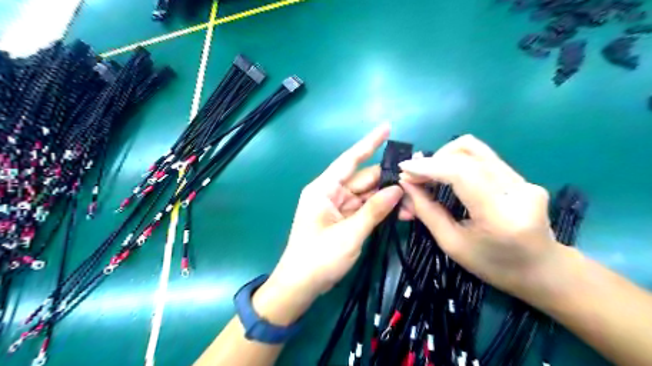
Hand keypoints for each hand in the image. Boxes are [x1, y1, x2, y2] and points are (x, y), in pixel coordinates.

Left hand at [252, 124, 406, 322]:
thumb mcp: (349, 234)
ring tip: (413, 203)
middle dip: (389, 180)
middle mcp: (331, 193)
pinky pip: (366, 209)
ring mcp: (338, 207)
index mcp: (324, 189)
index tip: (386, 127)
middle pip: (364, 179)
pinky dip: (381, 210)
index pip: (349, 160)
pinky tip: (401, 213)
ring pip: (368, 195)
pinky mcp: (344, 220)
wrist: (301, 286)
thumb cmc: (318, 258)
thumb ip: (374, 211)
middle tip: (416, 179)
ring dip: (388, 198)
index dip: (369, 143)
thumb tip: (397, 189)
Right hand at [398, 134, 560, 299]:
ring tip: (428, 174)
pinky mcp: (522, 176)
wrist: (543, 270)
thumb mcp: (453, 244)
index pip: (462, 174)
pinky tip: (446, 175)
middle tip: (413, 176)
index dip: (429, 166)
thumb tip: (406, 185)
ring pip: (475, 149)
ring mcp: (524, 180)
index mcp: (500, 215)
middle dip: (433, 161)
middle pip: (468, 154)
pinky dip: (457, 162)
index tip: (404, 169)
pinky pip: (482, 158)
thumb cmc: (494, 266)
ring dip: (444, 157)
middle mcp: (517, 190)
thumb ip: (427, 211)